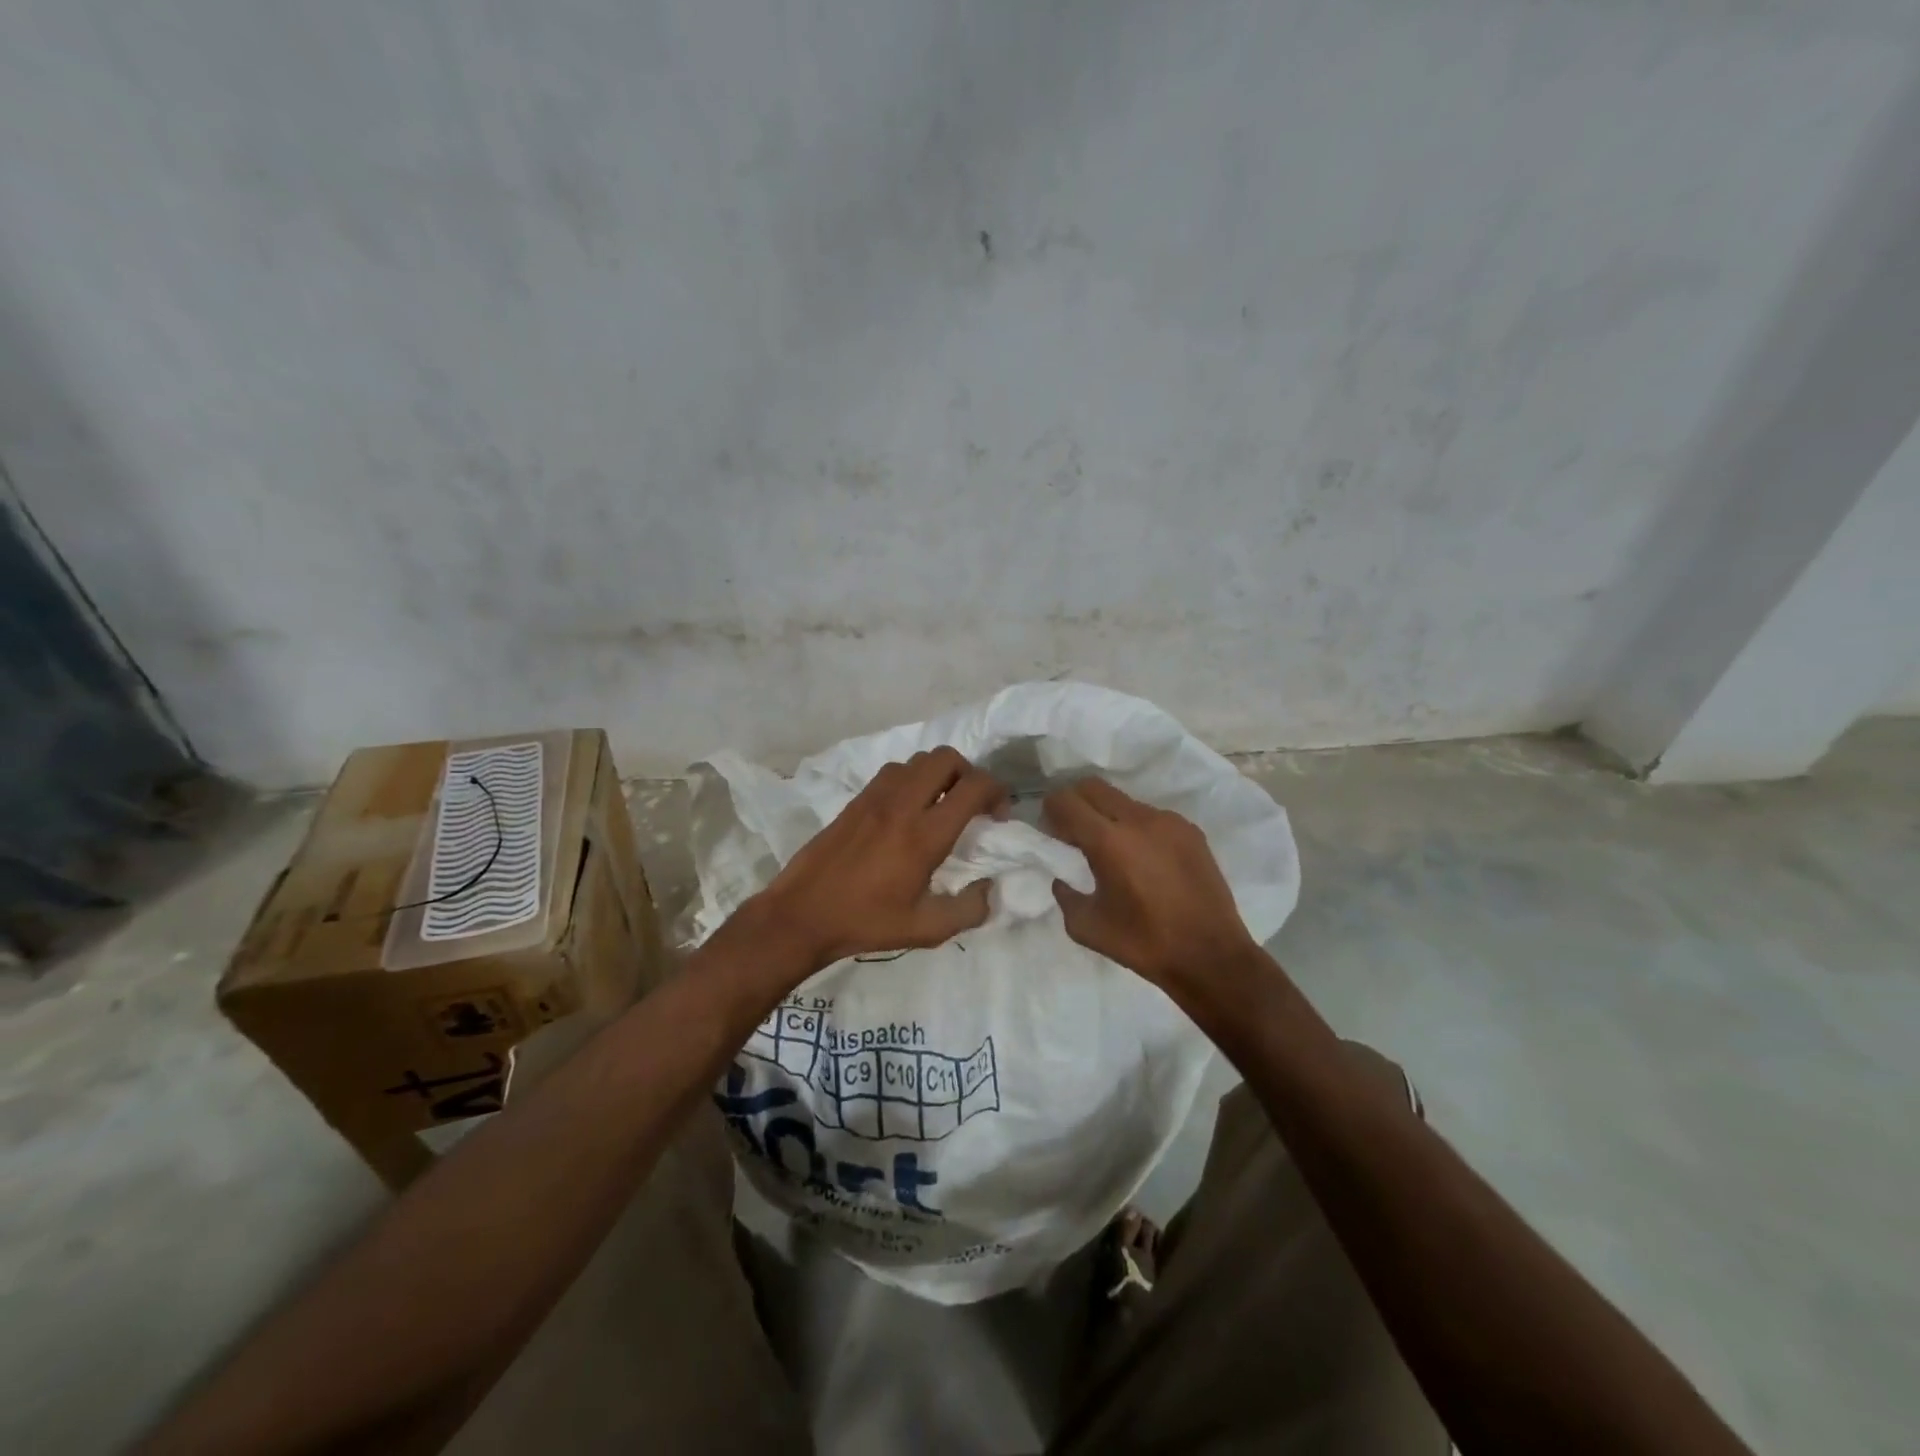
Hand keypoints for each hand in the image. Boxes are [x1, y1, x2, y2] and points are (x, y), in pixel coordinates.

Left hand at [749, 747, 1007, 972]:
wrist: (803, 913)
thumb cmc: (866, 923)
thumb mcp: (925, 929)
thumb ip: (968, 910)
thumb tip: (990, 889)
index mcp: (925, 835)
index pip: (973, 787)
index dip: (997, 792)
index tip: (997, 816)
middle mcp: (903, 805)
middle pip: (947, 758)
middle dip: (970, 773)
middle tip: (971, 803)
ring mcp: (876, 797)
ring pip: (919, 760)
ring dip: (939, 774)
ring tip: (941, 803)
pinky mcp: (856, 799)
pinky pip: (894, 771)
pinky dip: (912, 778)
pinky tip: (908, 809)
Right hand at [1042, 778, 1259, 994]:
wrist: (1211, 956)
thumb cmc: (1144, 944)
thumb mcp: (1087, 927)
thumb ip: (1065, 895)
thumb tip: (1062, 877)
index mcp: (1108, 841)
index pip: (1066, 801)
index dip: (1051, 810)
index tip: (1052, 832)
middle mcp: (1139, 820)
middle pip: (1093, 787)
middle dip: (1076, 803)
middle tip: (1074, 833)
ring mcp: (1169, 821)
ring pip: (1123, 800)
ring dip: (1108, 815)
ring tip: (1113, 850)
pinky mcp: (1191, 830)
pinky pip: (1151, 816)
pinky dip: (1136, 828)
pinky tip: (1144, 860)